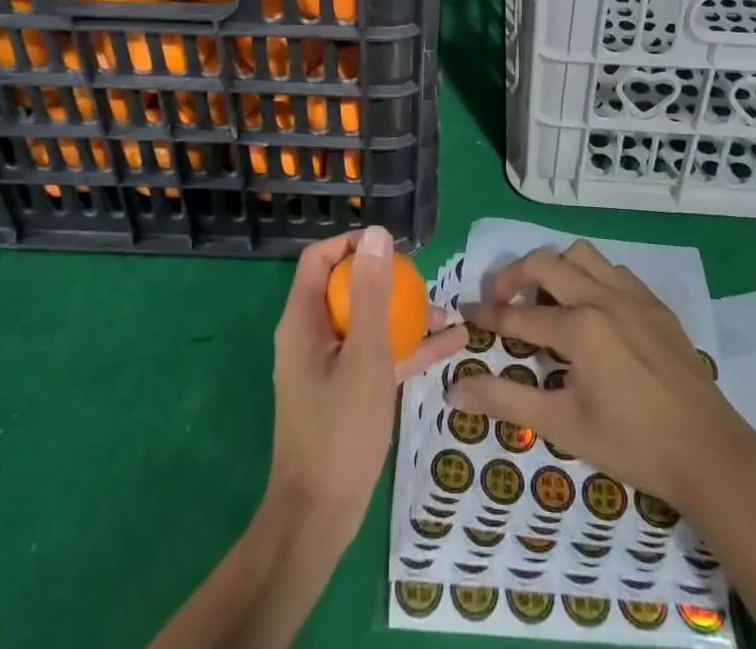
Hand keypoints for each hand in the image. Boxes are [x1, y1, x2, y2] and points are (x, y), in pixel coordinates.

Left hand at [268, 227, 467, 548]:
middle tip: (425, 281)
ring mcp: (329, 365)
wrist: (319, 519)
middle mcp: (312, 335)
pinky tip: (451, 345)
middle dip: (389, 280)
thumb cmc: (339, 432)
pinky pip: (378, 355)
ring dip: (405, 314)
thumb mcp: (364, 356)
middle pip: (348, 287)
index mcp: (303, 320)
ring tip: (448, 312)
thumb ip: (370, 294)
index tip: (392, 247)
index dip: (353, 244)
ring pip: (368, 322)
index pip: (320, 259)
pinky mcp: (346, 391)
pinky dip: (408, 348)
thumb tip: (377, 235)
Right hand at [447, 240, 755, 512]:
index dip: (488, 316)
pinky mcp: (656, 304)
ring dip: (555, 269)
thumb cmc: (633, 444)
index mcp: (578, 327)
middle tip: (500, 301)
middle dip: (513, 277)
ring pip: (581, 255)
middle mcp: (602, 297)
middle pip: (544, 263)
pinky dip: (592, 278)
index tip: (467, 313)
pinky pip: (614, 271)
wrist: (711, 453)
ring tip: (548, 302)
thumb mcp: (564, 426)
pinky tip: (593, 311)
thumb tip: (457, 388)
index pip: (518, 315)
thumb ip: (507, 402)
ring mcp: (632, 296)